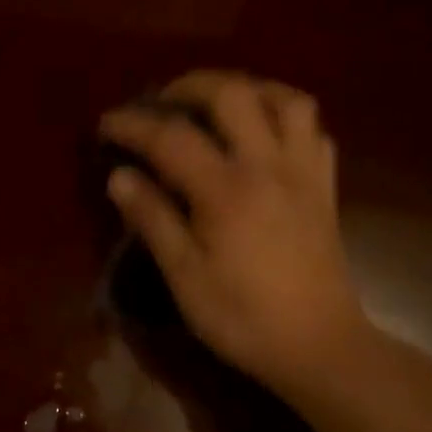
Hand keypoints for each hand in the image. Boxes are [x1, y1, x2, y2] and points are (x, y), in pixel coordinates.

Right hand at [99, 72, 366, 396]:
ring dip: (248, 89)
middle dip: (190, 85)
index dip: (133, 124)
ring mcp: (303, 173)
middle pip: (232, 94)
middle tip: (163, 101)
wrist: (319, 346)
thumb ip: (152, 219)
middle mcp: (268, 166)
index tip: (107, 123)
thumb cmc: (243, 317)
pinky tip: (265, 135)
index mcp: (226, 191)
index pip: (171, 137)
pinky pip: (312, 131)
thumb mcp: (185, 276)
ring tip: (218, 104)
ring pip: (286, 100)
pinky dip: (285, 118)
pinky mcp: (324, 187)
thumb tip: (119, 177)